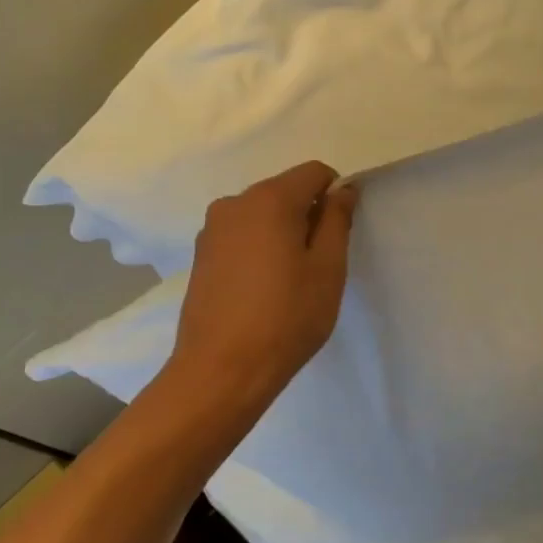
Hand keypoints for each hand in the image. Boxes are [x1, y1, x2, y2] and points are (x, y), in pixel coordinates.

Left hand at [165, 160, 357, 411]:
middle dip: (309, 214)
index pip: (315, 172)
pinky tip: (263, 287)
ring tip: (290, 278)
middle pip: (285, 190)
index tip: (341, 232)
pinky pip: (241, 234)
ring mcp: (212, 229)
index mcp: (270, 199)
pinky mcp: (200, 255)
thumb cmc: (287, 317)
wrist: (221, 370)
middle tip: (320, 261)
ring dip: (283, 231)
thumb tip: (342, 190)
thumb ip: (337, 220)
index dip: (336, 194)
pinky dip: (259, 247)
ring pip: (262, 213)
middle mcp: (235, 203)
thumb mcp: (328, 268)